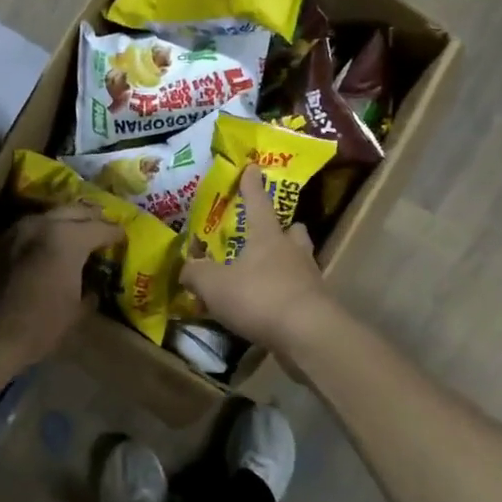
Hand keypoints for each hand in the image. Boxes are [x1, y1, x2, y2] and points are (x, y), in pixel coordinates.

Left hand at [0, 204, 122, 373]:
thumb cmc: (38, 328)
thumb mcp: (75, 313)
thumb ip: (89, 291)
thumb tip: (91, 286)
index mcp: (67, 239)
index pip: (100, 227)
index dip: (115, 232)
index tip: (122, 237)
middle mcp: (40, 225)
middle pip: (72, 210)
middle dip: (90, 216)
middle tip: (101, 225)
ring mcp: (13, 231)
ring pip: (45, 216)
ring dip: (62, 222)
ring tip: (73, 233)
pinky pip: (23, 231)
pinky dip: (38, 235)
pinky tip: (42, 248)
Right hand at [179, 165, 338, 360]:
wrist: (307, 334)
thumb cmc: (258, 297)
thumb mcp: (214, 285)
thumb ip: (196, 273)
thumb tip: (186, 268)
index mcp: (267, 236)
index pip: (258, 202)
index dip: (251, 186)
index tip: (252, 168)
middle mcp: (292, 251)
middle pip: (292, 231)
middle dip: (283, 230)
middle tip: (270, 234)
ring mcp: (309, 278)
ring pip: (299, 261)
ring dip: (285, 263)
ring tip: (267, 273)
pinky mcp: (315, 306)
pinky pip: (298, 291)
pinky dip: (285, 294)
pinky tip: (270, 307)